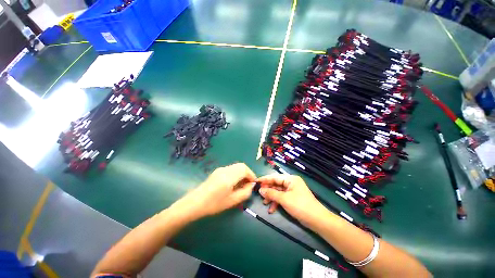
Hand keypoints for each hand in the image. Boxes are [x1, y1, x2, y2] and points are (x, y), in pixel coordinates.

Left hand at [171, 163, 255, 220]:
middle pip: (241, 165)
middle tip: (248, 184)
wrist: (194, 203)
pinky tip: (233, 183)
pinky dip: (236, 173)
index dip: (251, 175)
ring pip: (236, 167)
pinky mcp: (217, 171)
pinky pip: (231, 169)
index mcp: (229, 176)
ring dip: (241, 173)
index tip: (253, 184)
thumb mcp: (232, 201)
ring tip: (241, 184)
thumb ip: (245, 192)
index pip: (245, 169)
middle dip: (247, 173)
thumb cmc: (214, 204)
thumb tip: (251, 185)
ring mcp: (220, 169)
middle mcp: (225, 169)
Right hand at [256, 174, 326, 226]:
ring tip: (265, 203)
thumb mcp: (284, 199)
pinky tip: (272, 209)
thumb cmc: (300, 206)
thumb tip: (260, 190)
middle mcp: (291, 183)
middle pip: (276, 184)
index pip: (274, 177)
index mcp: (290, 179)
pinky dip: (276, 202)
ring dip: (271, 197)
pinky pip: (282, 197)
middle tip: (260, 195)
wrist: (317, 220)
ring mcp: (292, 190)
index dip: (264, 179)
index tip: (255, 181)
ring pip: (278, 191)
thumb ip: (271, 193)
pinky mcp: (292, 198)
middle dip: (268, 190)